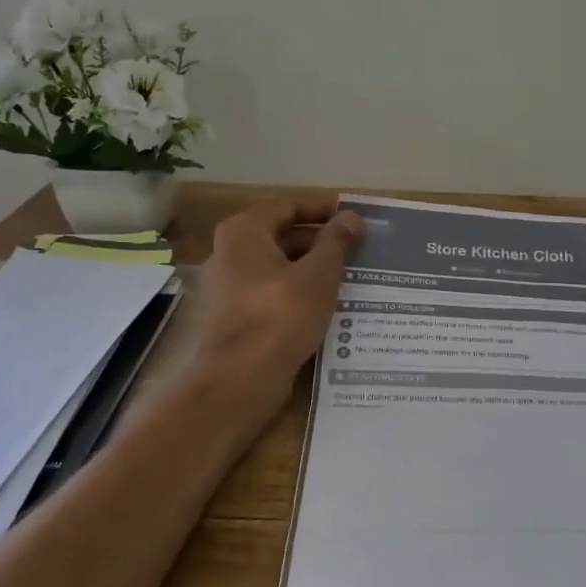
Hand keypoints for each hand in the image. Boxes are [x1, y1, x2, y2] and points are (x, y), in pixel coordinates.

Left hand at [188, 197, 362, 398]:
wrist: (240, 380)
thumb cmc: (280, 316)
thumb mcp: (318, 275)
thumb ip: (336, 242)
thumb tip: (351, 216)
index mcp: (244, 232)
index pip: (288, 206)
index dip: (322, 209)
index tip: (353, 217)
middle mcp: (228, 253)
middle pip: (281, 236)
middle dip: (319, 242)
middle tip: (357, 250)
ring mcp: (228, 287)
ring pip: (278, 268)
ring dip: (311, 270)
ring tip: (349, 278)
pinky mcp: (234, 317)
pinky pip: (271, 294)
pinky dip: (296, 293)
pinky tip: (325, 306)